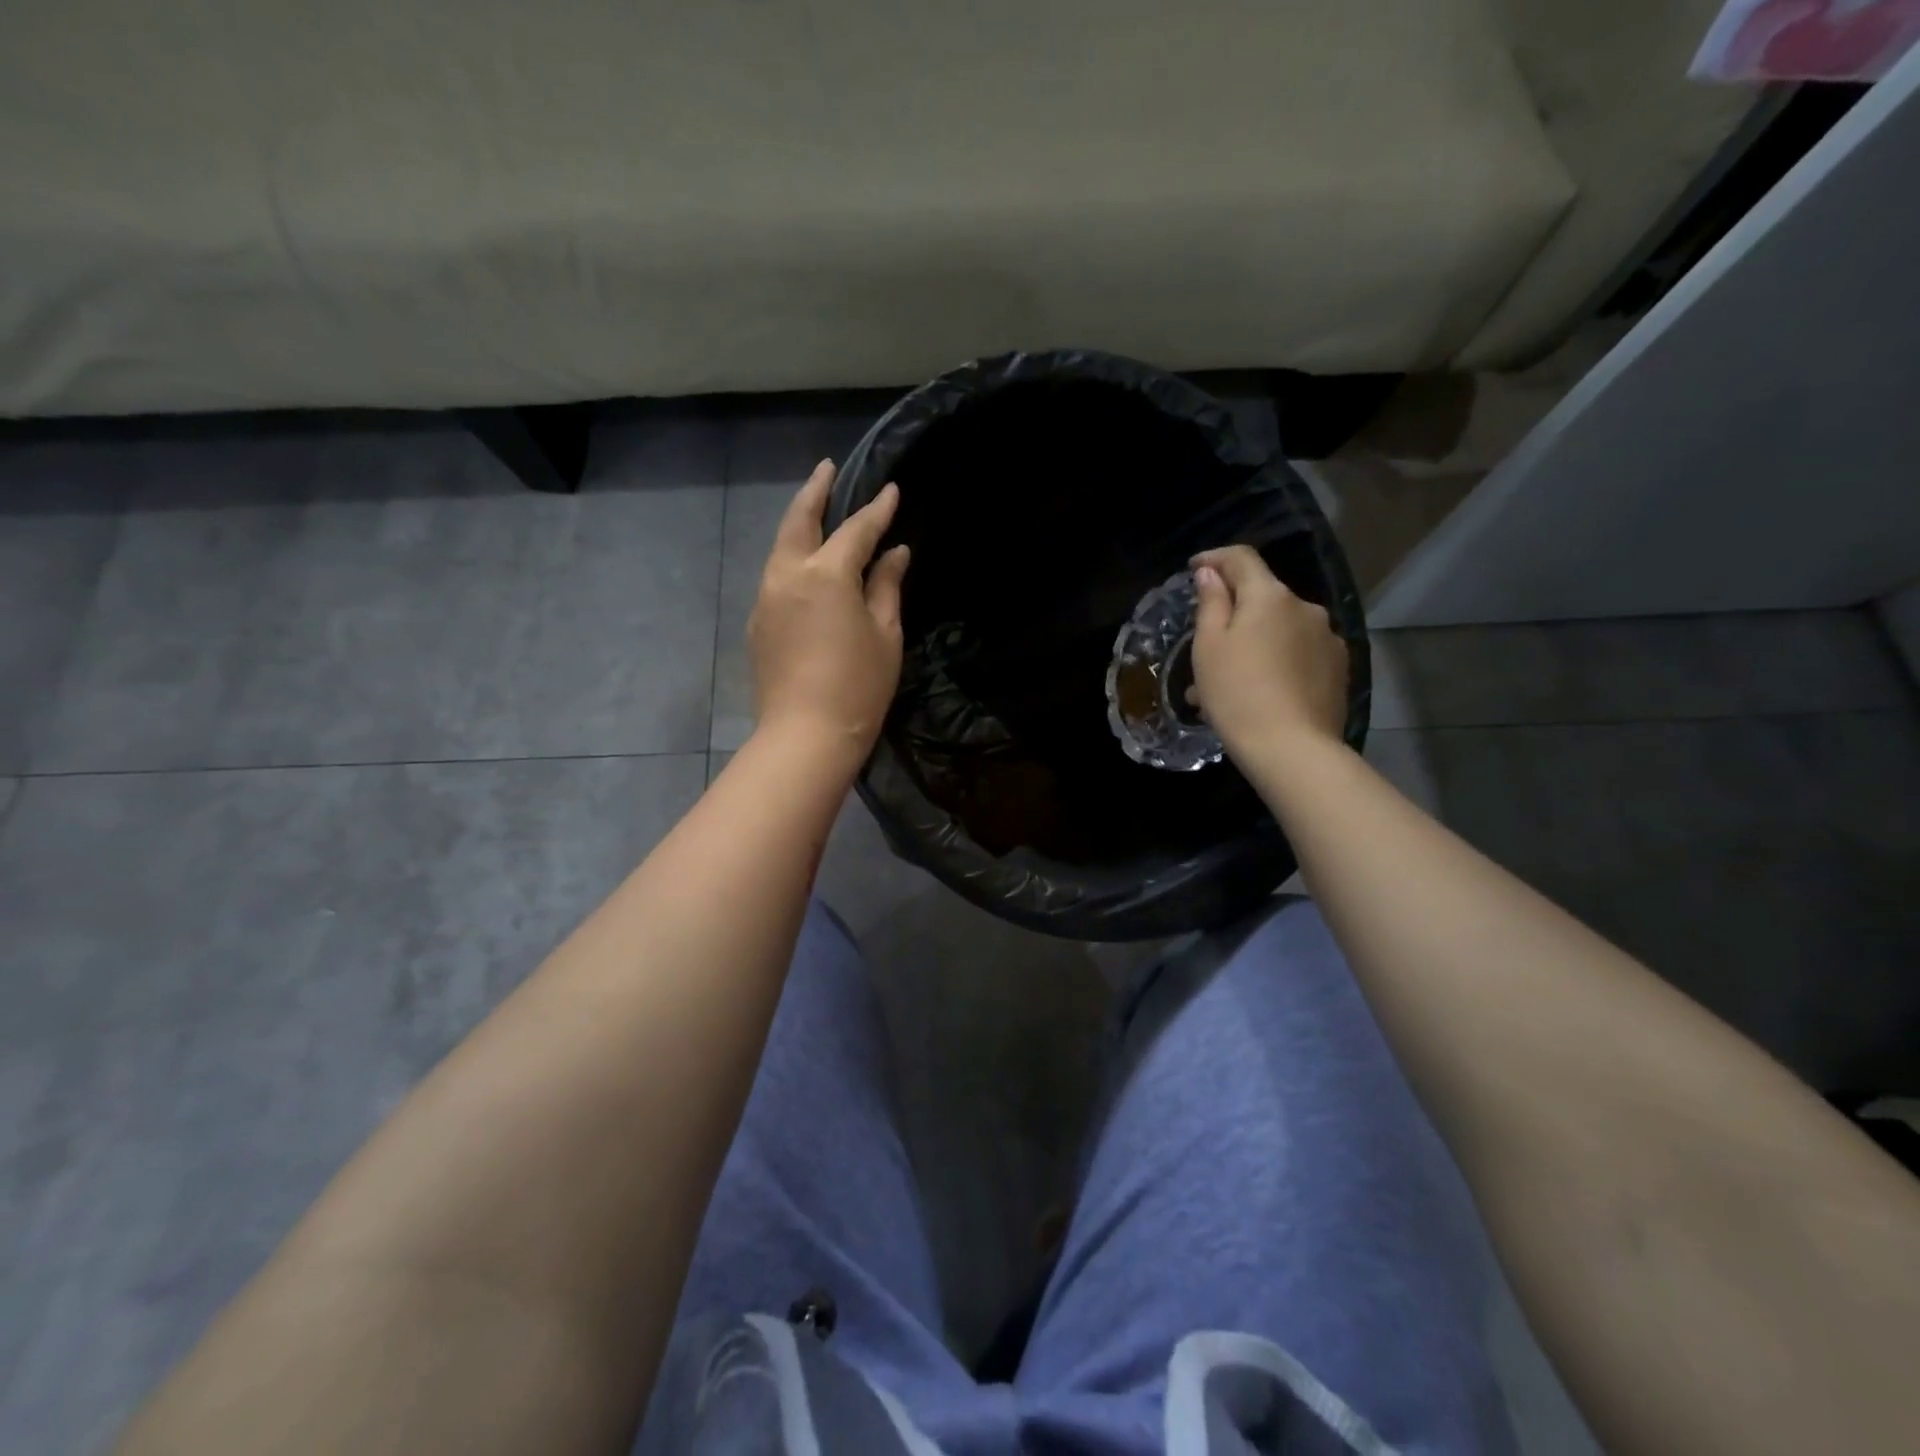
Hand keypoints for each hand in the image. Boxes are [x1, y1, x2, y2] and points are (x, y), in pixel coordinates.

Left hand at [749, 460, 910, 761]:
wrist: (805, 735)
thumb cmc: (858, 686)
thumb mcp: (885, 633)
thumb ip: (887, 585)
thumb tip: (895, 553)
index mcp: (825, 574)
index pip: (856, 530)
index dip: (877, 510)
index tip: (892, 491)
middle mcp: (787, 575)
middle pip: (799, 520)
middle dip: (815, 491)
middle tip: (828, 469)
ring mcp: (766, 597)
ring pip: (782, 547)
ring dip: (800, 523)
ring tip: (817, 509)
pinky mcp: (757, 621)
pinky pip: (776, 575)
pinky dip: (793, 558)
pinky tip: (808, 564)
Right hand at [1189, 545, 1347, 755]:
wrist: (1291, 748)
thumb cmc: (1237, 693)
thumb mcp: (1209, 646)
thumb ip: (1211, 602)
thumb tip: (1212, 573)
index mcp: (1270, 596)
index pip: (1242, 558)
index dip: (1215, 558)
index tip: (1194, 568)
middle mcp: (1305, 607)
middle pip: (1263, 597)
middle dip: (1233, 613)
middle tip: (1204, 643)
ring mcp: (1327, 639)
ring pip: (1279, 630)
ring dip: (1253, 644)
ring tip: (1226, 681)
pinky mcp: (1338, 669)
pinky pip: (1297, 654)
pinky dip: (1274, 663)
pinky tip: (1257, 693)